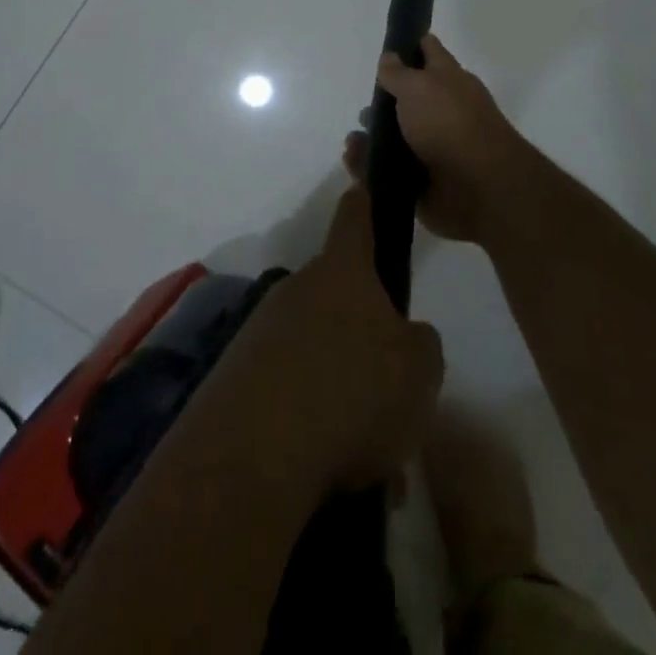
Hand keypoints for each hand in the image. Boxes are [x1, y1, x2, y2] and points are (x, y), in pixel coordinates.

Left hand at [214, 187, 444, 490]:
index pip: (354, 217)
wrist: (253, 454)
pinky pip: (286, 387)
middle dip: (359, 329)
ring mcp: (260, 329)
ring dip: (336, 384)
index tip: (364, 187)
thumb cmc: (353, 394)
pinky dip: (307, 418)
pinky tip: (326, 468)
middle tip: (386, 384)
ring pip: (312, 347)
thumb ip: (421, 344)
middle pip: (335, 293)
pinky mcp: (235, 375)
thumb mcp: (420, 371)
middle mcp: (297, 288)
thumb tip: (404, 337)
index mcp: (343, 272)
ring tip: (362, 449)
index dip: (364, 202)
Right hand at [343, 34, 529, 243]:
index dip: (409, 45)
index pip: (428, 52)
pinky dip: (367, 167)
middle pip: (406, 100)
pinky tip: (353, 160)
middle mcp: (440, 111)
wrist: (478, 189)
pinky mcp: (419, 181)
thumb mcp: (418, 86)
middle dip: (381, 104)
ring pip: (393, 138)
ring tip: (353, 141)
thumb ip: (398, 72)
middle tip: (363, 110)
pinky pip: (386, 171)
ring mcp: (431, 147)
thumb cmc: (449, 124)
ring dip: (369, 138)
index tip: (387, 46)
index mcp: (448, 81)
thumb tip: (389, 56)